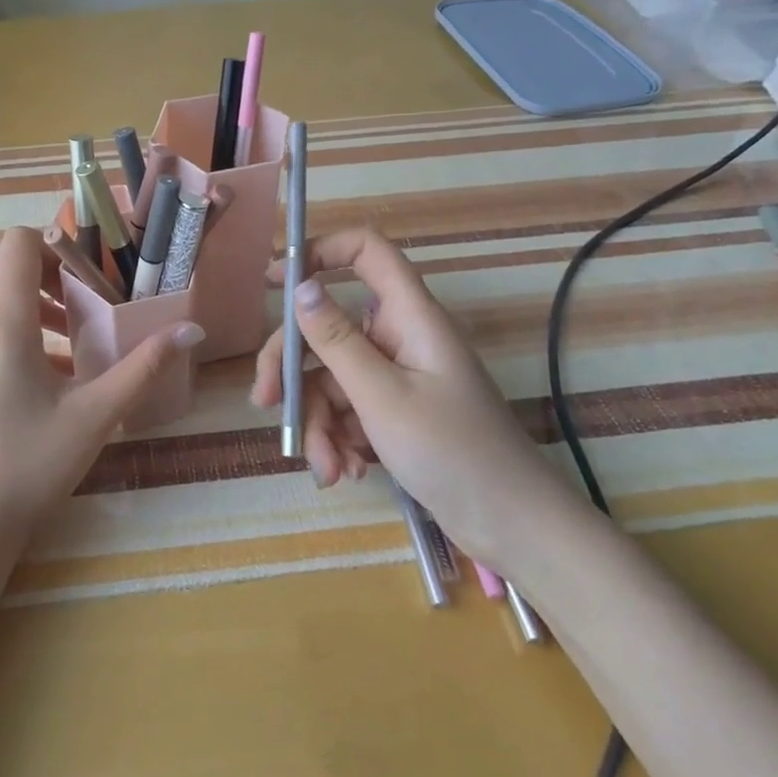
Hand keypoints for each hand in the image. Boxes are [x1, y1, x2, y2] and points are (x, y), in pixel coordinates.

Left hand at [0, 227, 203, 548]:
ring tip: (69, 336)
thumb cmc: (30, 467)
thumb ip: (144, 367)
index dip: (53, 244)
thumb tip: (191, 330)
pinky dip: (6, 326)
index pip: (15, 244)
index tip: (87, 275)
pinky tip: (40, 374)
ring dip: (24, 298)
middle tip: (80, 299)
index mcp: (1, 326)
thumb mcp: (95, 416)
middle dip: (40, 268)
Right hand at [249, 227, 578, 577]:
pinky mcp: (394, 412)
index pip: (366, 252)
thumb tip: (300, 287)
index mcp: (409, 316)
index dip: (319, 253)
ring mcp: (396, 376)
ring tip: (328, 469)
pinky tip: (345, 472)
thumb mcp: (383, 397)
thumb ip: (336, 341)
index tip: (275, 283)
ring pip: (331, 378)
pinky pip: (347, 410)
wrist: (512, 525)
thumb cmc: (453, 452)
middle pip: (327, 328)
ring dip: (318, 422)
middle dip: (292, 369)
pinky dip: (338, 438)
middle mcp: (399, 337)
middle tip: (265, 403)